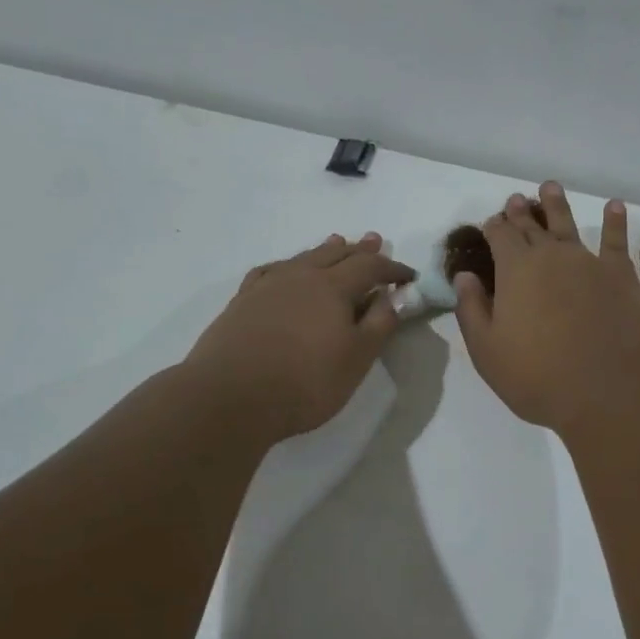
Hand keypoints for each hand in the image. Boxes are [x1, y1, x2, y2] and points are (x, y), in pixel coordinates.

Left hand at [184, 233, 414, 442]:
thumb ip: (379, 325)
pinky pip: (271, 271)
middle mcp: (300, 276)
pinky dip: (287, 265)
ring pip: (303, 258)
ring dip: (325, 250)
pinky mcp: (242, 301)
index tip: (408, 276)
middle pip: (336, 254)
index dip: (392, 269)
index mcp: (333, 287)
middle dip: (359, 249)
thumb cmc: (305, 382)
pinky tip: (285, 271)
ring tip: (336, 242)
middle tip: (375, 241)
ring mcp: (267, 286)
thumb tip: (390, 297)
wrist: (230, 398)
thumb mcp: (357, 359)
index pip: (370, 267)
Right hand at [453, 183, 639, 436]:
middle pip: (532, 226)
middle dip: (521, 212)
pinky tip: (615, 206)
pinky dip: (615, 221)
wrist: (610, 391)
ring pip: (569, 224)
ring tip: (550, 187)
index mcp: (515, 270)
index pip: (500, 236)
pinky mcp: (623, 275)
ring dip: (557, 204)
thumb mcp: (488, 351)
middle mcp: (552, 256)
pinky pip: (617, 240)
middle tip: (516, 199)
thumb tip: (465, 276)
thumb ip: (472, 309)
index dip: (494, 227)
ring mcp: (590, 262)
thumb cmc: (539, 377)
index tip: (491, 222)